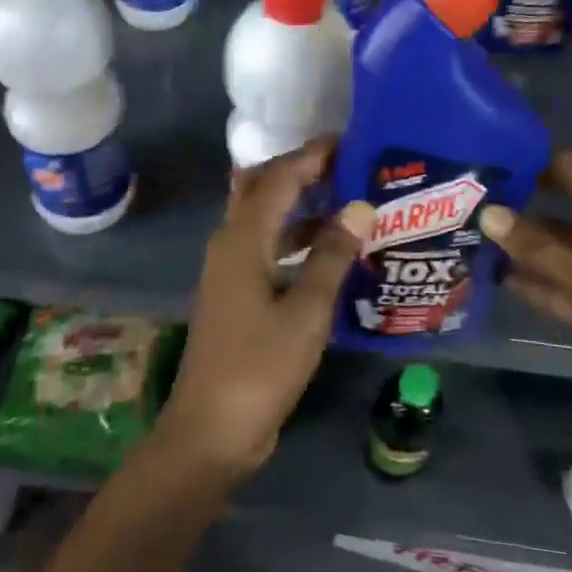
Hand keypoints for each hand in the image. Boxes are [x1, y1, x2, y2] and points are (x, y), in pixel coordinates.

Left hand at [158, 139, 372, 478]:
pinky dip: (297, 246)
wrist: (211, 429)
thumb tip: (359, 207)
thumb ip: (332, 257)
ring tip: (352, 207)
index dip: (311, 156)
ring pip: (267, 224)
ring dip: (303, 212)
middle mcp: (230, 245)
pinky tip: (332, 257)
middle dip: (302, 175)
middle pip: (264, 192)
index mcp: (242, 239)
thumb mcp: (306, 311)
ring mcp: (230, 273)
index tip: (348, 141)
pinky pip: (269, 254)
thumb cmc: (260, 366)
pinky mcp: (237, 298)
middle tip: (349, 169)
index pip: (278, 179)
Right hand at [479, 149, 571, 453]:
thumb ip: (542, 251)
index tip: (492, 155)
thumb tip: (489, 213)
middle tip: (470, 199)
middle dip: (524, 206)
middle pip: (568, 210)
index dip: (540, 162)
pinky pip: (562, 285)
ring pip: (562, 250)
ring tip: (471, 235)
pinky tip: (493, 275)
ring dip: (524, 247)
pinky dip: (534, 281)